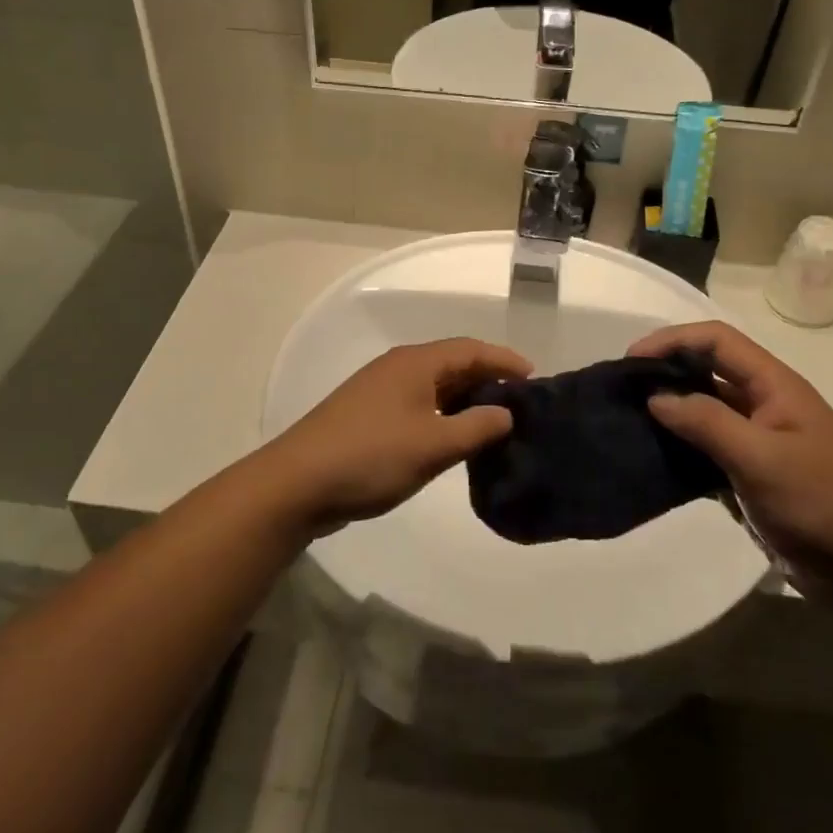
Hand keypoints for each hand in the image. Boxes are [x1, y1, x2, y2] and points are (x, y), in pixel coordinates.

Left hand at [265, 339, 531, 533]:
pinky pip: (419, 405)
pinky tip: (454, 439)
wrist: (298, 483)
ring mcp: (380, 392)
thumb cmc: (370, 457)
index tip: (535, 379)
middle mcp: (398, 368)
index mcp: (415, 363)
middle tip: (520, 403)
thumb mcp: (433, 445)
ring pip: (435, 386)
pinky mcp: (369, 416)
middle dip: (488, 380)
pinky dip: (443, 415)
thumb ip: (476, 427)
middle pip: (453, 364)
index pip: (470, 349)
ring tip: (495, 422)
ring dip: (465, 400)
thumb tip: (506, 413)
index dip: (504, 360)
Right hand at [630, 322, 832, 606]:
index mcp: (774, 386)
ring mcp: (757, 444)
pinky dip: (679, 453)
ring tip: (626, 425)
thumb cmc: (825, 502)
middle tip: (620, 392)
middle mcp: (763, 406)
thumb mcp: (762, 457)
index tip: (631, 361)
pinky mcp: (750, 479)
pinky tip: (651, 463)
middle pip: (705, 372)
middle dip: (664, 374)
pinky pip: (705, 454)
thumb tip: (655, 397)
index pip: (716, 341)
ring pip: (702, 414)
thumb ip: (706, 423)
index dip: (672, 341)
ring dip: (668, 415)